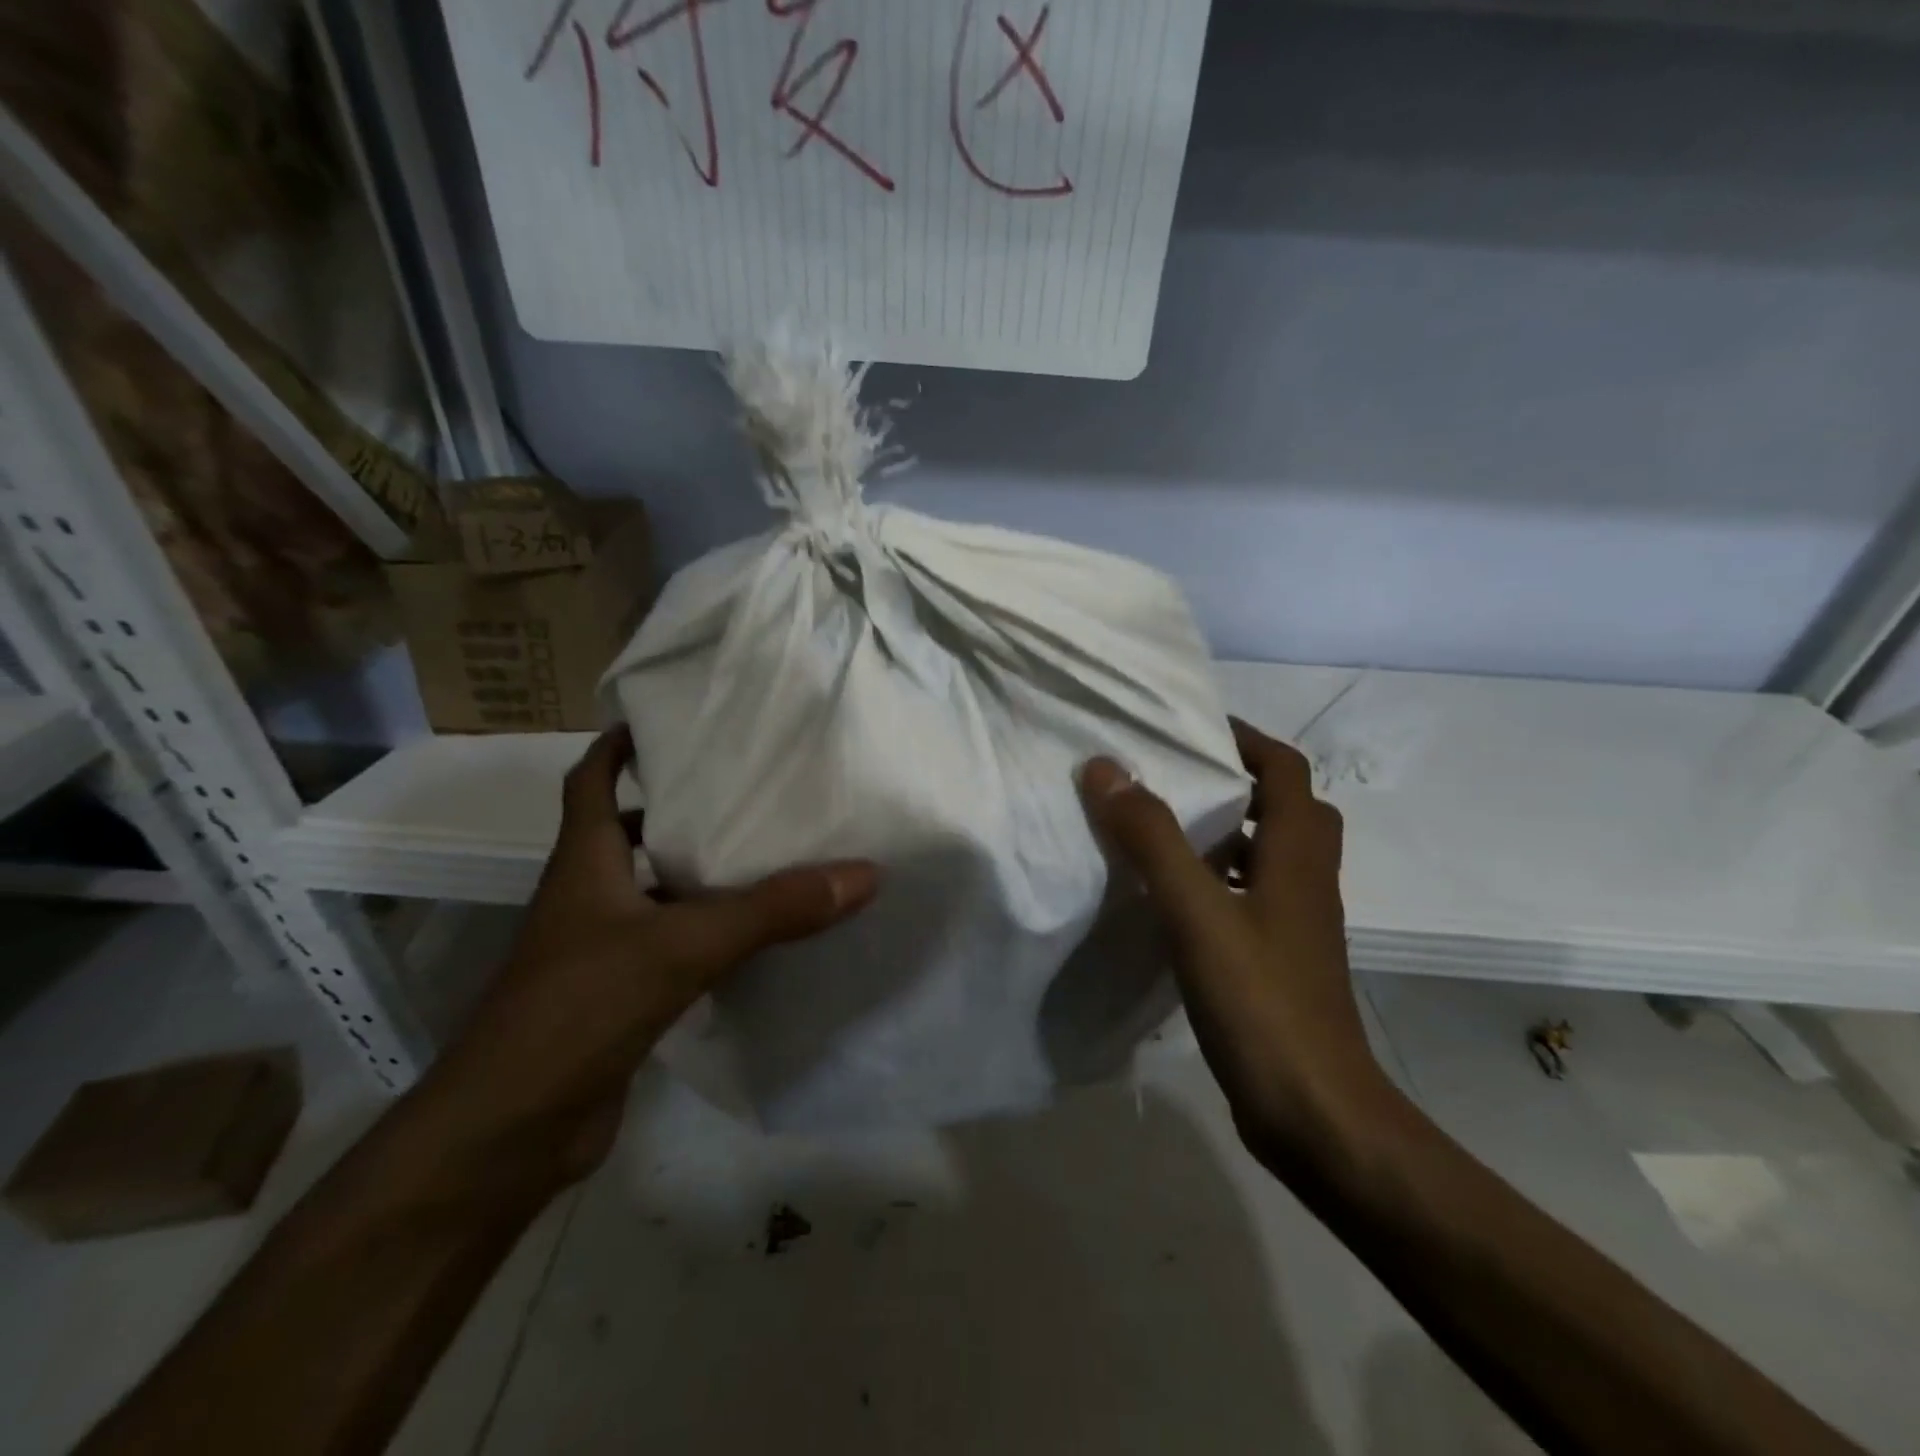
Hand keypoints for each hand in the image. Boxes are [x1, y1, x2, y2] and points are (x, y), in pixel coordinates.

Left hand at [436, 727, 878, 1182]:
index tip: (667, 721)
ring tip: (766, 850)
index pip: (590, 781)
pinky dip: (709, 931)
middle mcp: (588, 897)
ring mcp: (600, 950)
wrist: (509, 1134)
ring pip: (656, 891)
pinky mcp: (620, 997)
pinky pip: (672, 944)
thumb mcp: (682, 946)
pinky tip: (757, 934)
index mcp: (584, 863)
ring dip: (699, 871)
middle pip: (629, 832)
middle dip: (679, 806)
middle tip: (745, 786)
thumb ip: (772, 910)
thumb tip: (862, 874)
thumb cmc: (578, 1011)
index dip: (618, 746)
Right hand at [1078, 719, 1392, 1168]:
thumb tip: (1106, 769)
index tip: (1193, 729)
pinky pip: (1248, 897)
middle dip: (1236, 783)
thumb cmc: (1261, 1001)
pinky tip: (1168, 900)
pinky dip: (1215, 881)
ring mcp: (1295, 925)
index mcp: (1297, 855)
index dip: (1246, 739)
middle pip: (1285, 809)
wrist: (1314, 1113)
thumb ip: (1151, 839)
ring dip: (1222, 833)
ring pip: (1265, 856)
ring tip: (1159, 829)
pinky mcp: (1278, 961)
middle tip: (1176, 777)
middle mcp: (1305, 881)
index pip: (1286, 769)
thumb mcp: (1197, 912)